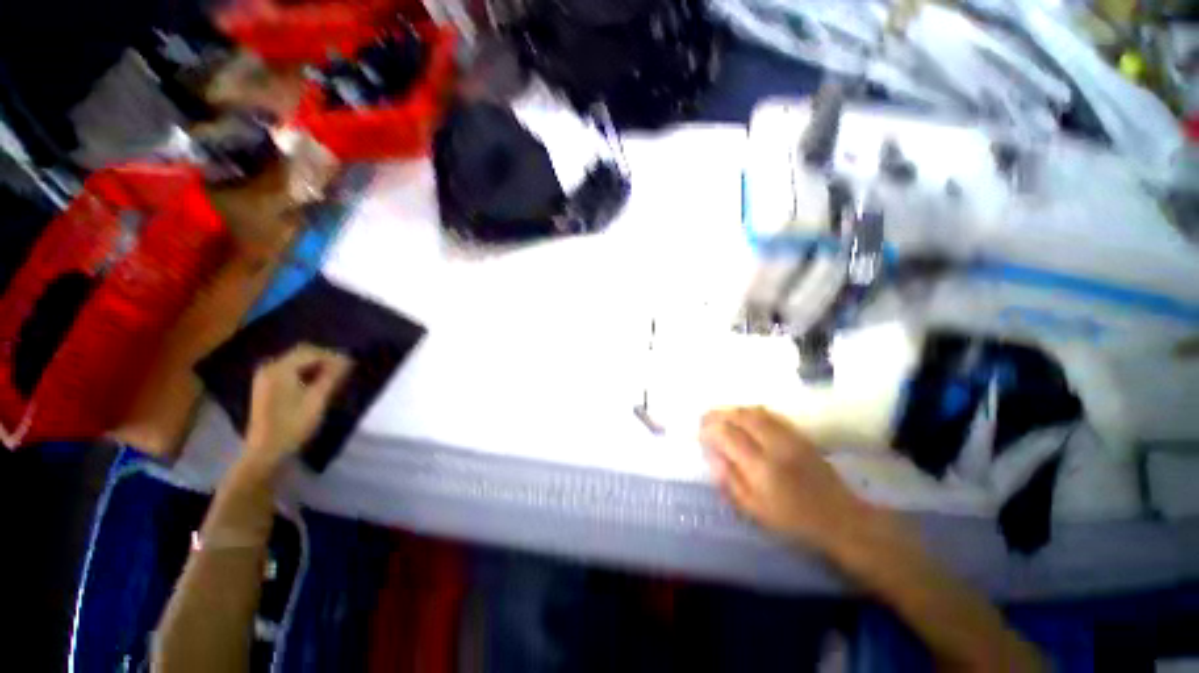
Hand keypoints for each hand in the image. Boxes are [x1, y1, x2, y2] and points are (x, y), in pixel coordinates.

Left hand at [244, 344, 352, 470]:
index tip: (351, 365)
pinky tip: (317, 383)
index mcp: (279, 370)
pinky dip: (305, 372)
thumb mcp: (317, 400)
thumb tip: (347, 360)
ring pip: (296, 361)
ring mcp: (265, 377)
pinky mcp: (266, 386)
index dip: (333, 355)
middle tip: (344, 370)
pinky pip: (289, 370)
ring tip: (334, 377)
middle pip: (302, 353)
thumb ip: (331, 377)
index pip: (310, 352)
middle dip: (324, 359)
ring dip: (316, 366)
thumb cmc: (294, 425)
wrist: (267, 450)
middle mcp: (269, 368)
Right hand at [700, 407, 872, 554]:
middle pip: (740, 416)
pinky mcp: (799, 435)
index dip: (709, 429)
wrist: (841, 519)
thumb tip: (712, 456)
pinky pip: (769, 414)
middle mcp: (775, 445)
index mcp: (761, 467)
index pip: (728, 435)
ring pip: (754, 411)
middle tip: (704, 418)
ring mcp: (789, 437)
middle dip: (718, 414)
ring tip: (719, 415)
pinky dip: (750, 411)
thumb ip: (730, 481)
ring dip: (733, 410)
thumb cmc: (793, 522)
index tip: (699, 432)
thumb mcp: (755, 511)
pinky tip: (743, 416)